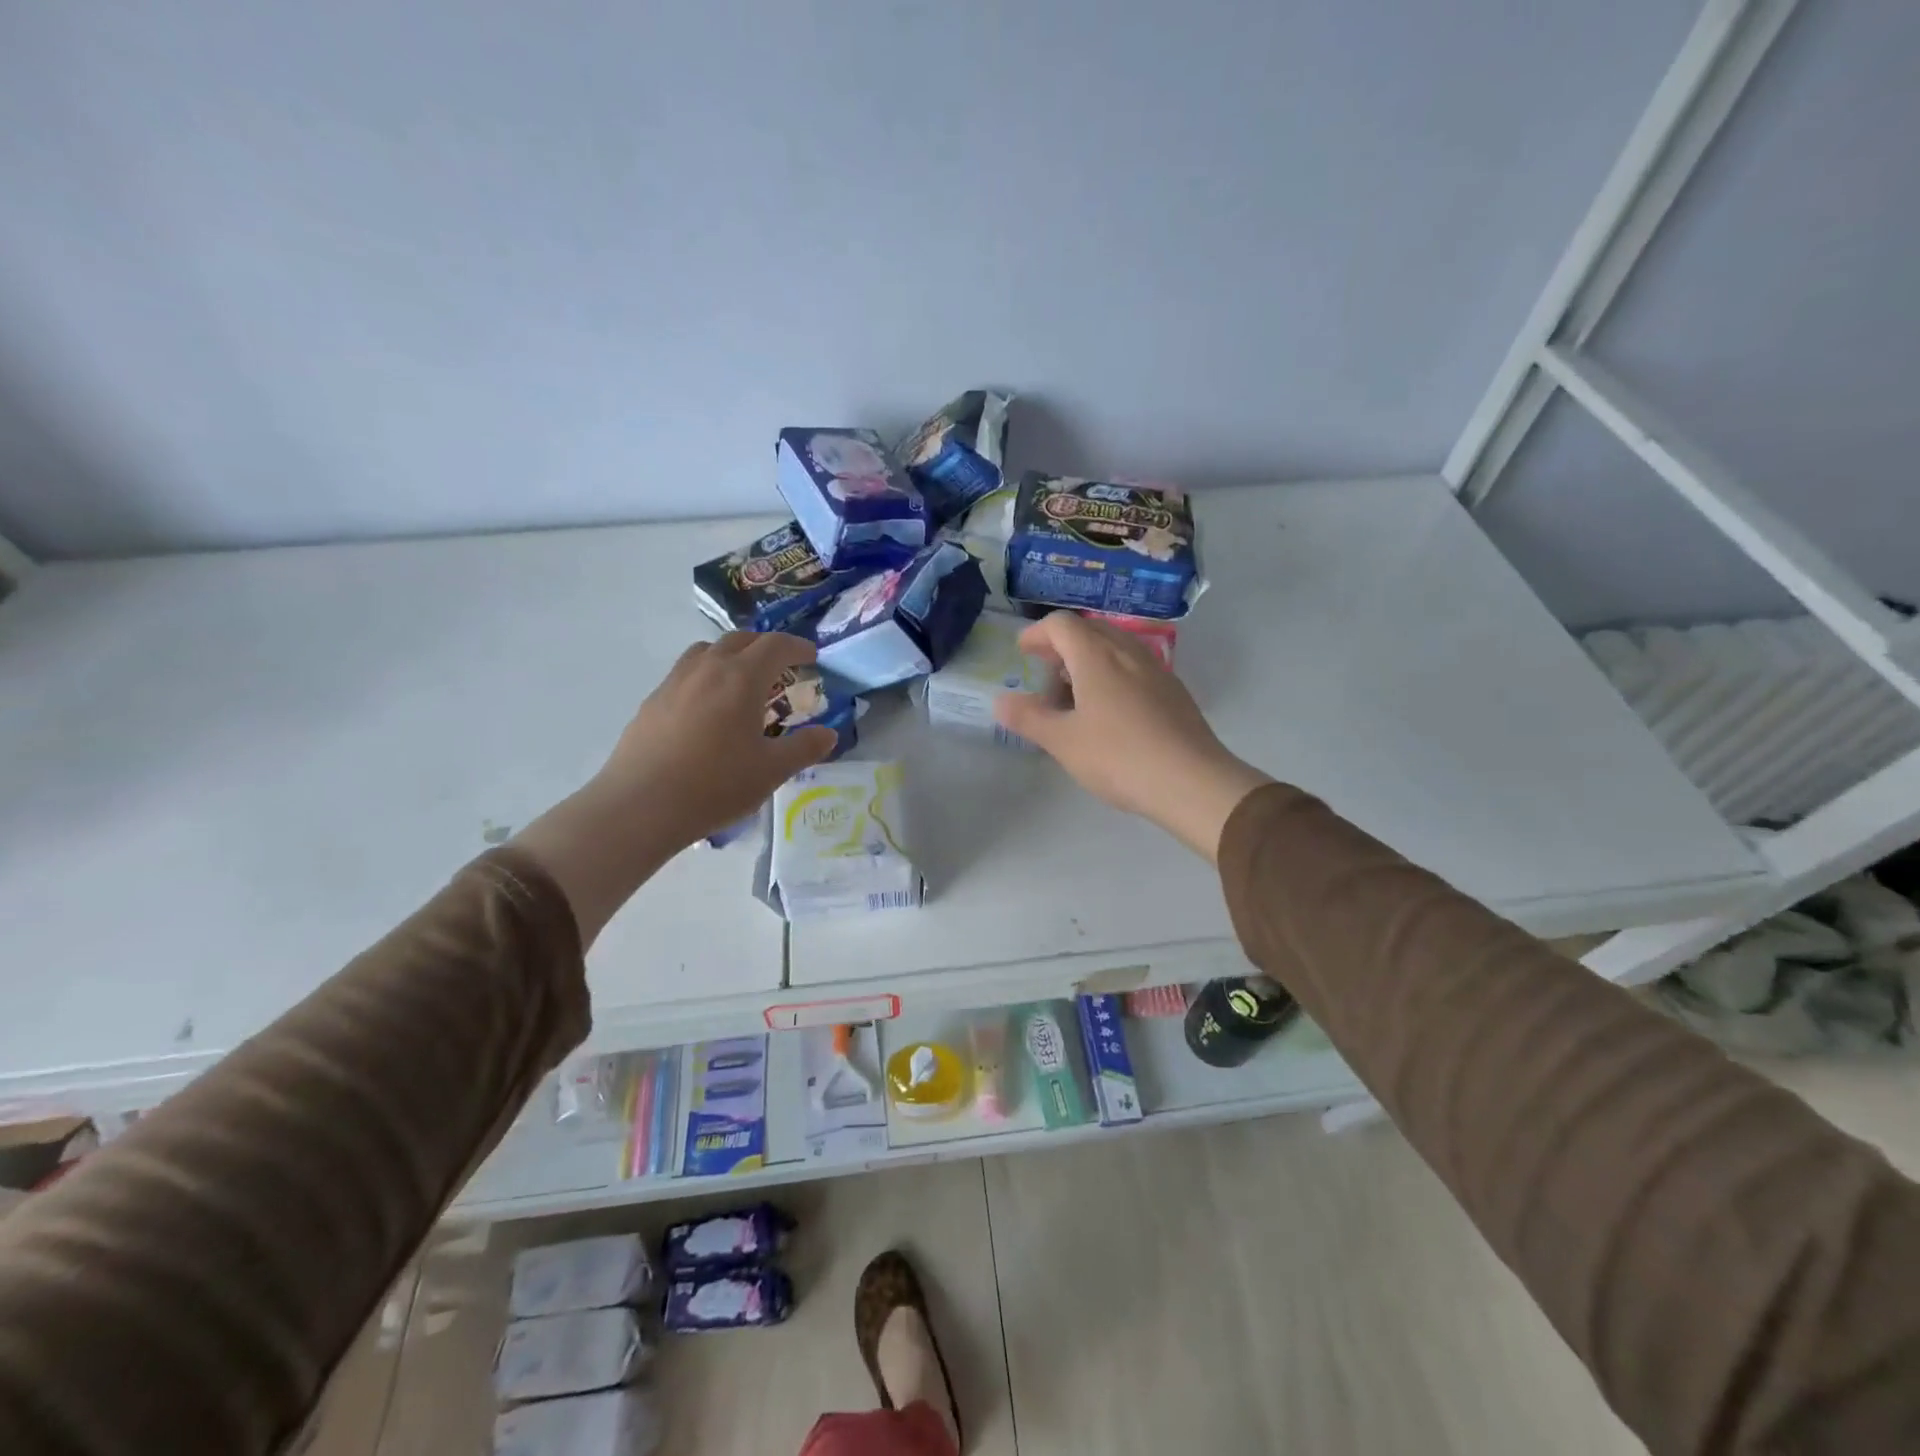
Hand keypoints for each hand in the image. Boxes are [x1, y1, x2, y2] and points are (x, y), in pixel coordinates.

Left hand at [514, 633, 835, 946]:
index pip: (775, 645)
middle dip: (765, 647)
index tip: (812, 655)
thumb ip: (804, 748)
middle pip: (740, 639)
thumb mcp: (772, 771)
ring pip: (707, 651)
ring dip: (731, 656)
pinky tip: (708, 709)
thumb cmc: (716, 785)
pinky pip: (685, 673)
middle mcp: (707, 669)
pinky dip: (706, 676)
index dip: (797, 646)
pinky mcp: (652, 702)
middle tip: (781, 668)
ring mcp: (674, 682)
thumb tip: (828, 734)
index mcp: (742, 678)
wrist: (641, 806)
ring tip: (742, 682)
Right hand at [994, 613, 1271, 860]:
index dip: (1037, 633)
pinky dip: (1113, 674)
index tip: (1023, 652)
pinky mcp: (1174, 692)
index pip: (1061, 625)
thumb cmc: (1119, 757)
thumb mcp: (1063, 742)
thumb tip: (1000, 702)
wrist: (1193, 782)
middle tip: (1046, 673)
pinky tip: (1110, 711)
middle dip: (1062, 645)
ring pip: (1116, 647)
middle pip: (1090, 630)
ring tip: (1075, 694)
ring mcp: (1156, 670)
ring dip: (1089, 659)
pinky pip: (1135, 667)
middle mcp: (1128, 653)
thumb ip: (1029, 718)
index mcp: (1097, 656)